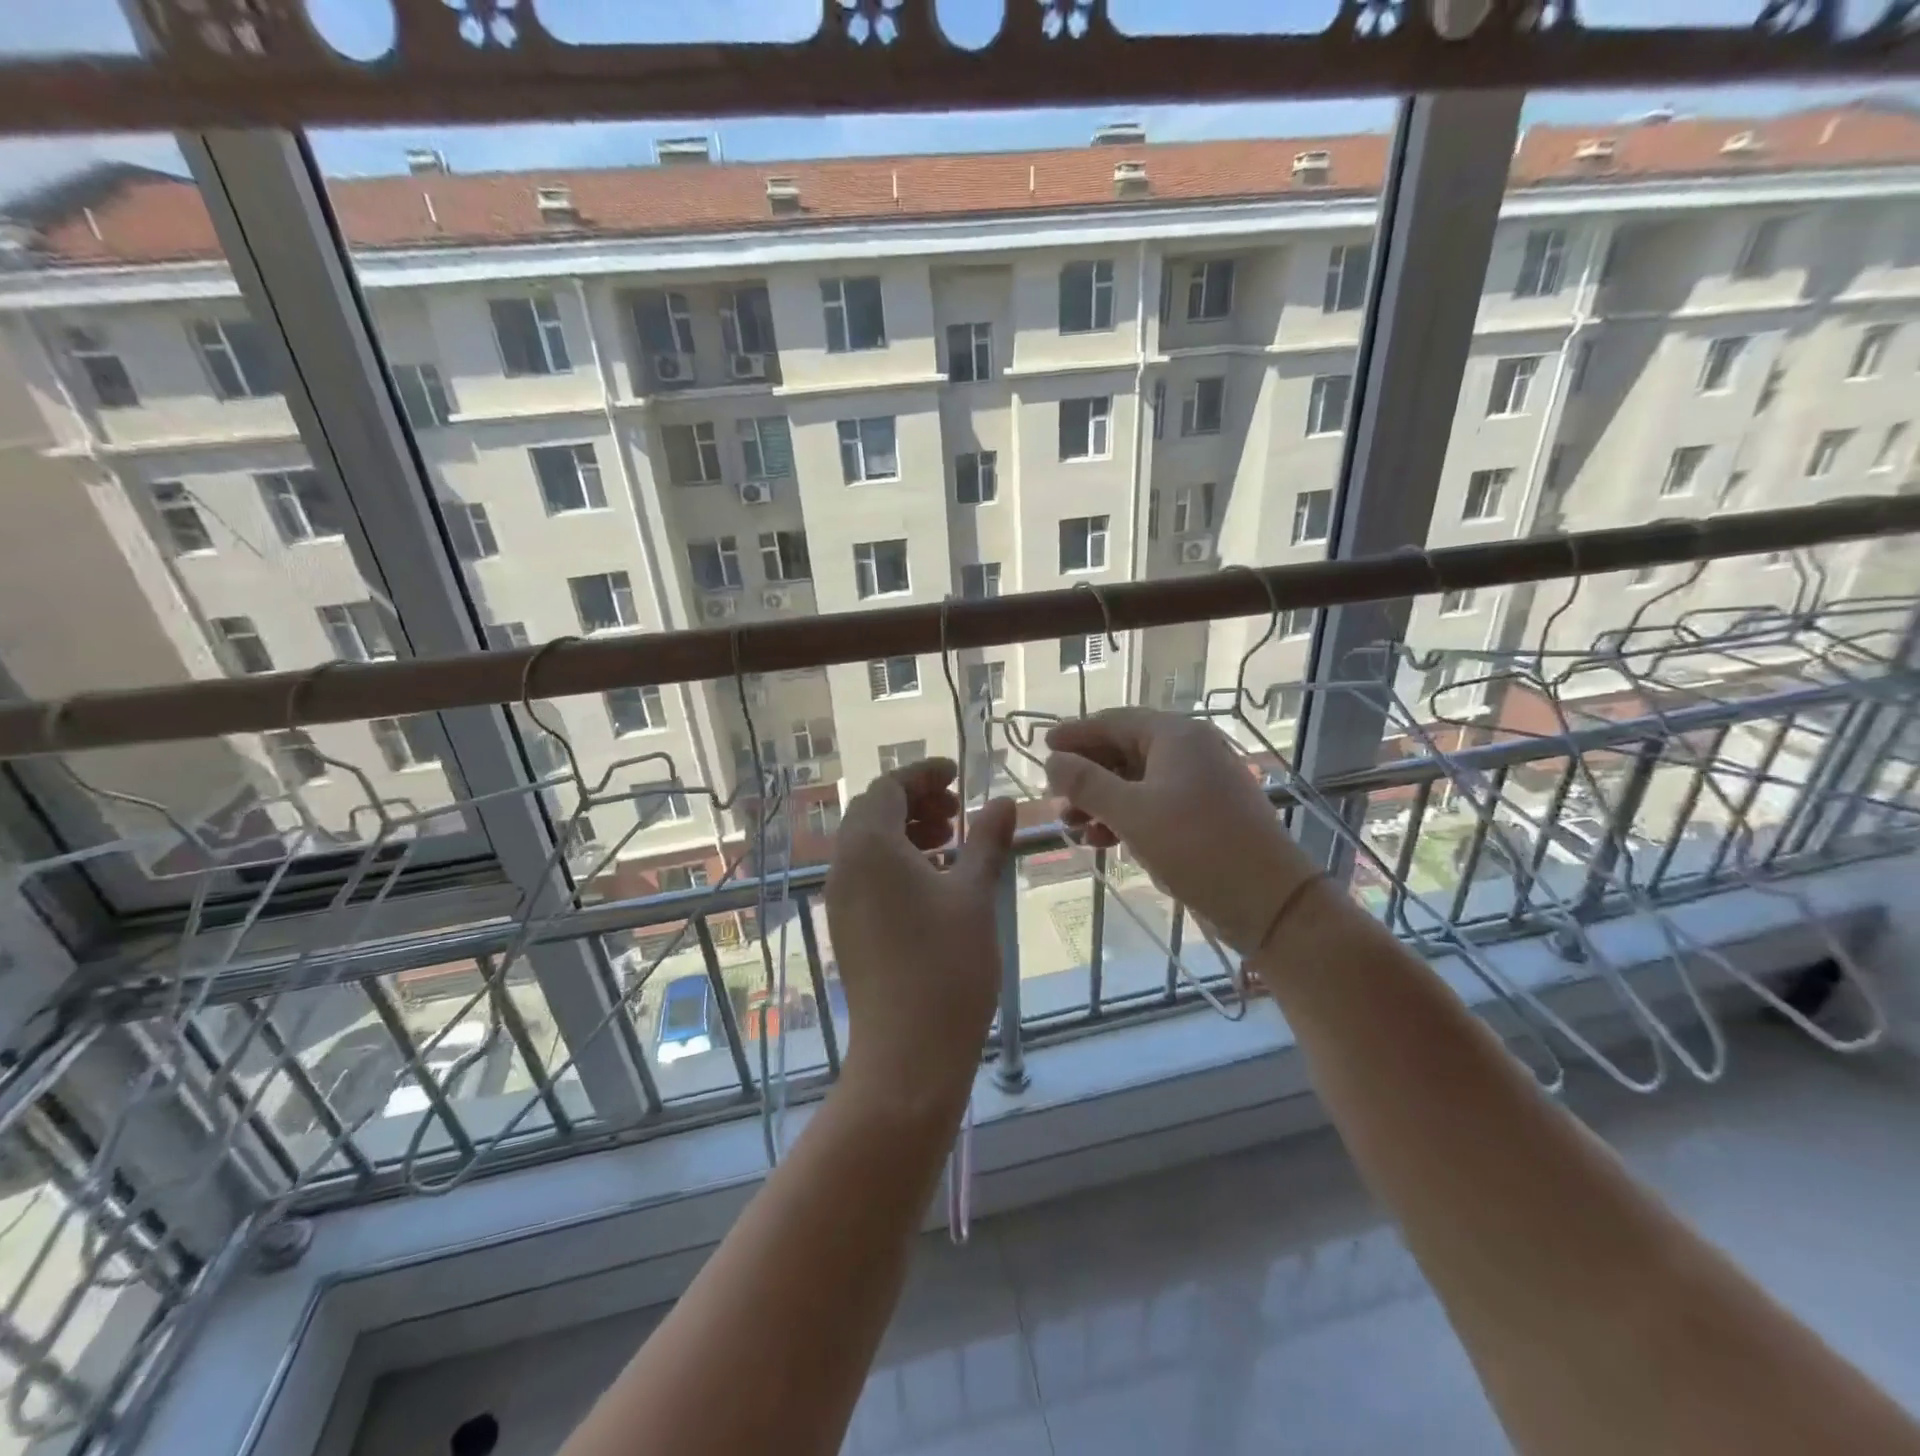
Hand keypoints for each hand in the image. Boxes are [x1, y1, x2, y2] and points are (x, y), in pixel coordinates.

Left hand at [826, 759, 1014, 1107]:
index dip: (923, 774)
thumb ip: (986, 840)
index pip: (888, 788)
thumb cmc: (947, 965)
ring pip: (868, 843)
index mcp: (870, 847)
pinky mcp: (847, 926)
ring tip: (950, 842)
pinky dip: (896, 861)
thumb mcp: (974, 894)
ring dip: (906, 830)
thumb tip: (1004, 802)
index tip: (958, 775)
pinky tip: (935, 880)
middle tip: (957, 811)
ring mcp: (841, 899)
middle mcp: (844, 866)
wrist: (908, 1052)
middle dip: (915, 801)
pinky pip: (866, 873)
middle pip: (872, 811)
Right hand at [1045, 709, 1322, 954]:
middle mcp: (1190, 750)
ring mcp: (1200, 783)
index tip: (1043, 746)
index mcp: (1176, 736)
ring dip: (1101, 801)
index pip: (1114, 722)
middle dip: (1086, 774)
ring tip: (1071, 826)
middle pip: (1124, 750)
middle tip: (1054, 795)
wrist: (1268, 900)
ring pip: (1137, 781)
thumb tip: (1052, 760)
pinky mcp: (1205, 814)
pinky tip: (1101, 842)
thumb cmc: (1196, 846)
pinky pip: (1154, 804)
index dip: (1076, 734)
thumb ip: (1086, 783)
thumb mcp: (1132, 813)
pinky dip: (1125, 818)